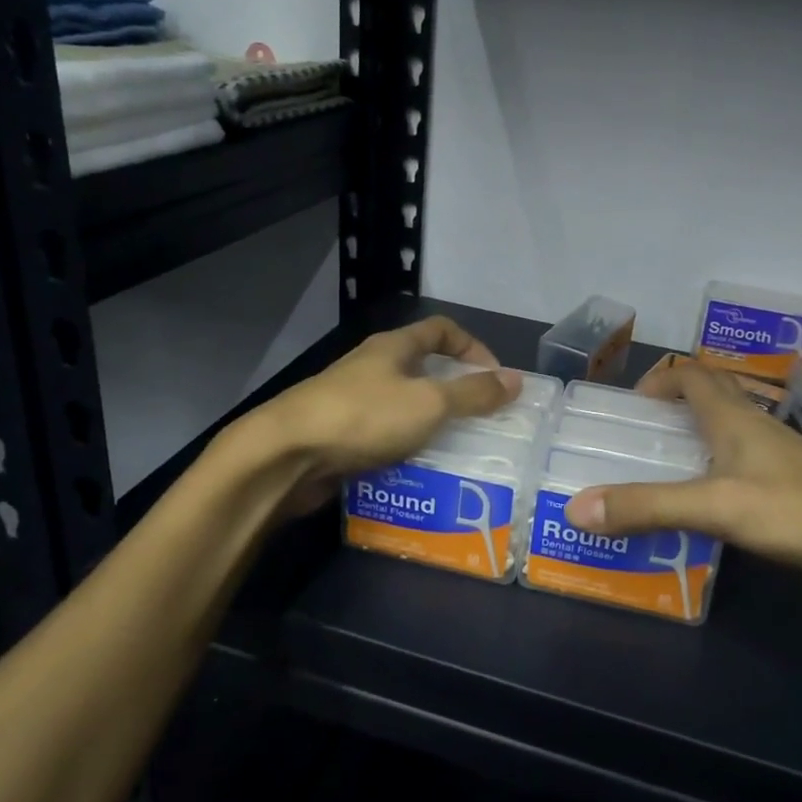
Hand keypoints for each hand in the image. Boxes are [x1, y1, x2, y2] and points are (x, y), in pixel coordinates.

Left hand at [229, 316, 521, 519]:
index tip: (494, 377)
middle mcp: (371, 368)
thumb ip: (473, 393)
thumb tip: (516, 379)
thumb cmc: (363, 417)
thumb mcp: (429, 403)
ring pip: (402, 407)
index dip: (472, 346)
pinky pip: (382, 437)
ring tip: (457, 451)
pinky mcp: (337, 436)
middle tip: (481, 420)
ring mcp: (350, 402)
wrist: (285, 455)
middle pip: (422, 368)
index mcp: (392, 348)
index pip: (440, 329)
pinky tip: (417, 472)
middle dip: (454, 391)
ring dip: (430, 425)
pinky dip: (403, 450)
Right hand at [563, 360, 801, 592]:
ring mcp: (783, 454)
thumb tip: (577, 507)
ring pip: (731, 428)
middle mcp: (757, 425)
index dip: (657, 379)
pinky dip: (720, 467)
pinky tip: (714, 505)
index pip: (690, 374)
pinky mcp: (799, 483)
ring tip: (667, 469)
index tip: (629, 407)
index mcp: (734, 417)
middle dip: (674, 404)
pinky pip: (747, 460)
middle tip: (643, 435)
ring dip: (697, 436)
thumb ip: (648, 507)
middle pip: (713, 393)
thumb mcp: (717, 509)